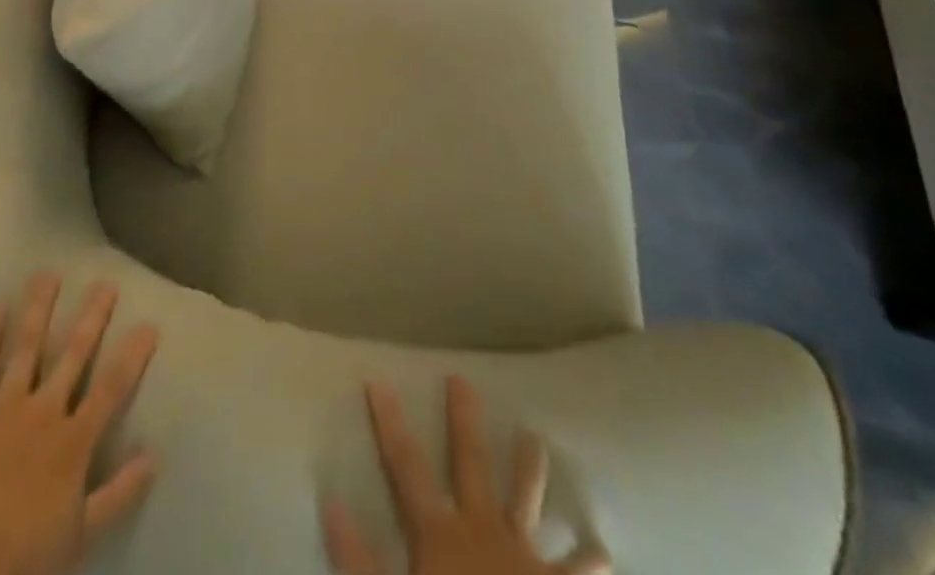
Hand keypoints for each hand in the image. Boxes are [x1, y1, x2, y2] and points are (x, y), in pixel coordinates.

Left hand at [0, 273, 159, 574]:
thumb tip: (154, 456)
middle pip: (73, 356)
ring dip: (39, 310)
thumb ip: (118, 494)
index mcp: (73, 442)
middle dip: (91, 318)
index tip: (149, 324)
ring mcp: (5, 408)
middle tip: (106, 283)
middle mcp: (44, 412)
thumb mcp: (80, 536)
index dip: (132, 356)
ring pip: (27, 349)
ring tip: (48, 275)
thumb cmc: (21, 558)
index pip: (111, 389)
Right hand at [323, 377, 608, 574]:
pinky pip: (576, 574)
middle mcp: (484, 533)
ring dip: (529, 470)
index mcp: (441, 536)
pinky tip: (602, 553)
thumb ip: (358, 561)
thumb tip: (332, 501)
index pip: (406, 467)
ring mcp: (526, 562)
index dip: (389, 423)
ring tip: (536, 437)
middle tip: (463, 380)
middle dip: (464, 421)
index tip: (377, 380)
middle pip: (470, 464)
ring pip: (526, 502)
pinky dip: (589, 564)